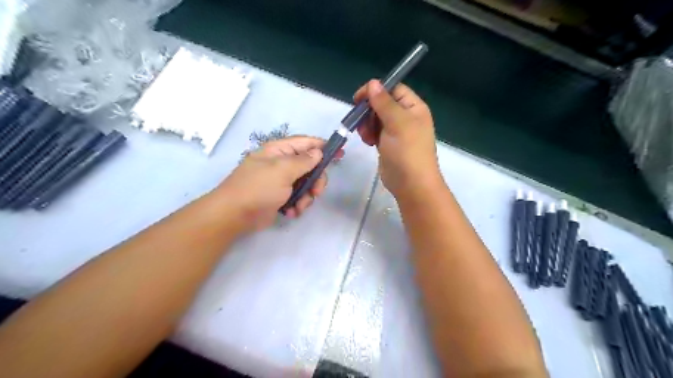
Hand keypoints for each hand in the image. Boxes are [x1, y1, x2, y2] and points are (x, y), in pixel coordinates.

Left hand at [214, 135, 344, 231]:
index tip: (340, 154)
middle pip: (310, 166)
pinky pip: (297, 197)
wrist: (234, 215)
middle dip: (316, 180)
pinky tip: (290, 212)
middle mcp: (281, 163)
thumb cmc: (258, 188)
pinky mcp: (280, 197)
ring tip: (298, 207)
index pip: (306, 143)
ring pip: (306, 184)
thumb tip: (318, 151)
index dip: (323, 147)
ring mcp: (281, 181)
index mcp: (279, 151)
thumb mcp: (282, 170)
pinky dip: (297, 205)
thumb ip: (303, 161)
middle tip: (317, 192)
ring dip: (306, 197)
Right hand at [352, 78, 442, 197]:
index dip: (376, 90)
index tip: (359, 99)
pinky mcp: (388, 144)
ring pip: (376, 118)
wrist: (411, 184)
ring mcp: (397, 131)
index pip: (394, 89)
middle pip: (382, 103)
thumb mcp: (397, 123)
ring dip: (367, 124)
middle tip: (361, 122)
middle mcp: (406, 117)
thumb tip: (373, 83)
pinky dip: (369, 134)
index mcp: (413, 107)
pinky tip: (368, 142)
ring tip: (366, 136)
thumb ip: (384, 102)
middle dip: (369, 111)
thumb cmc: (407, 151)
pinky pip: (375, 132)